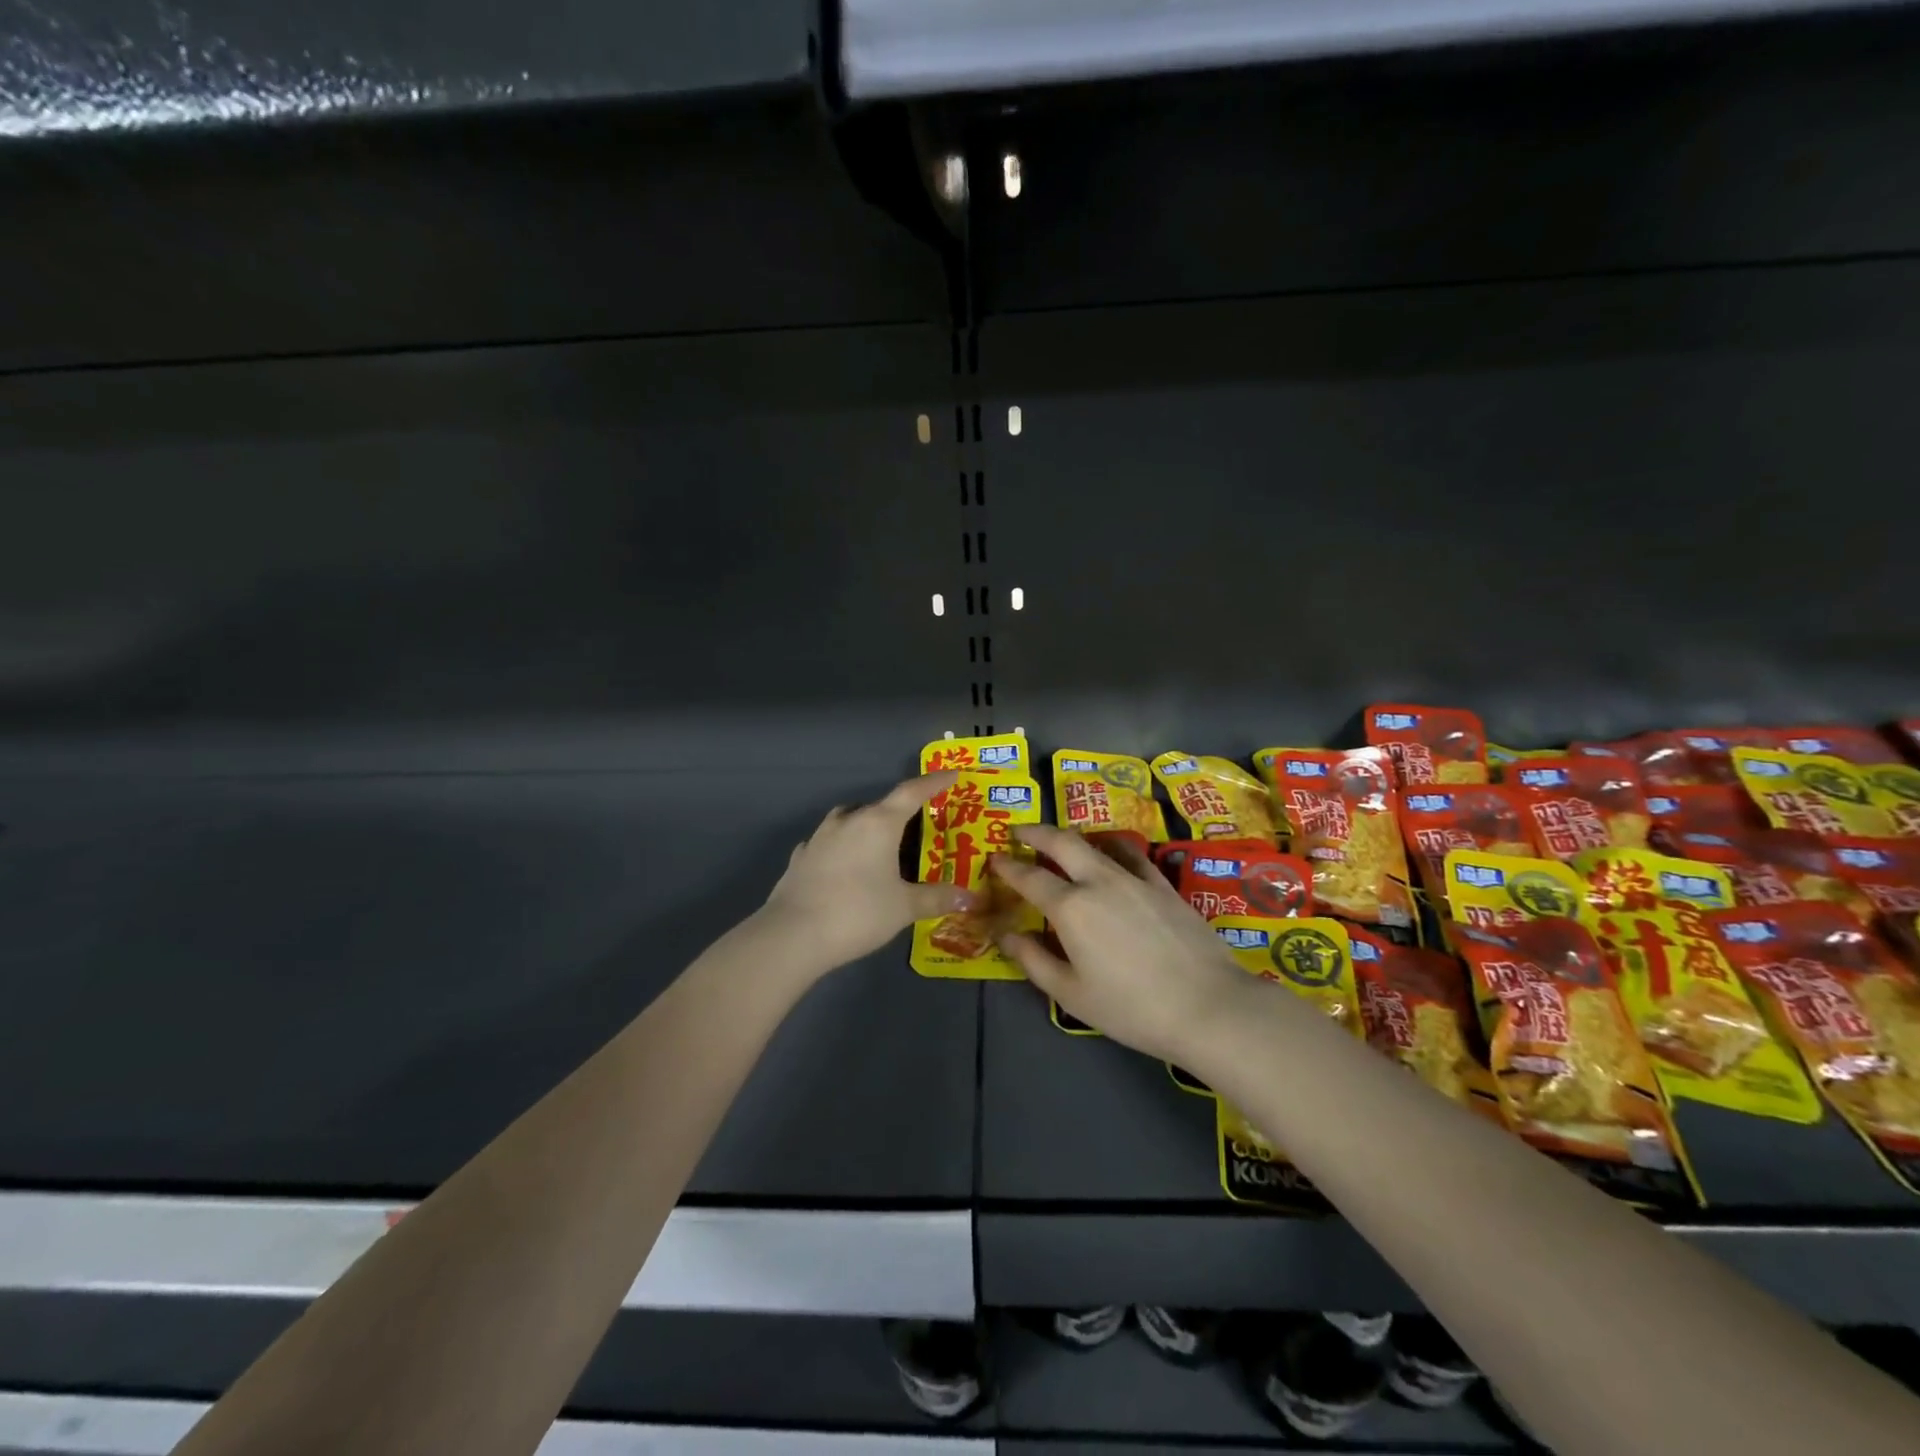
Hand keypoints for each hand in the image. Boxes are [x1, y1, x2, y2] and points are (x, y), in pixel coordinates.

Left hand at [759, 771, 976, 971]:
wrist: (793, 934)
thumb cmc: (858, 912)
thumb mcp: (904, 907)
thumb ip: (936, 899)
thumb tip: (969, 898)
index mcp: (879, 823)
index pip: (912, 792)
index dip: (934, 782)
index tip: (952, 774)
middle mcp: (848, 821)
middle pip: (880, 806)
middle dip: (900, 811)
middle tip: (917, 825)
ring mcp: (820, 837)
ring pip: (849, 819)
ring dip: (866, 824)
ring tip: (879, 843)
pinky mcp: (801, 857)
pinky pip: (827, 842)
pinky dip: (841, 846)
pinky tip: (843, 863)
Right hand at [989, 826, 1252, 1062]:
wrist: (1207, 1006)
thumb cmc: (1131, 1008)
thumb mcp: (1071, 994)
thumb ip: (1034, 960)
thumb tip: (1006, 935)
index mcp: (1070, 907)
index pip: (1029, 877)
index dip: (1008, 867)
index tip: (995, 859)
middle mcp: (1099, 881)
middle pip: (1062, 842)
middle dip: (1036, 832)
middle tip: (1019, 831)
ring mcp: (1134, 878)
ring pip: (1096, 843)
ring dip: (1071, 837)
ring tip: (1060, 842)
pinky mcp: (1163, 885)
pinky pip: (1131, 854)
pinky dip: (1112, 846)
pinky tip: (1111, 853)